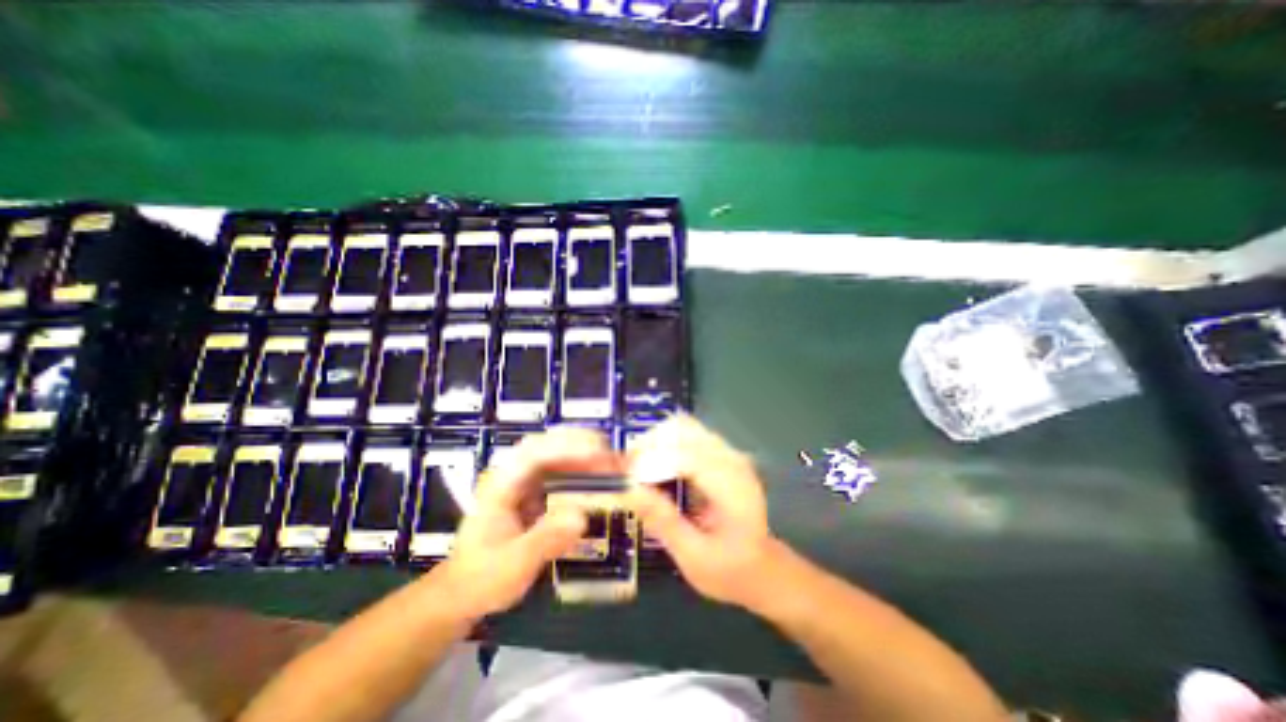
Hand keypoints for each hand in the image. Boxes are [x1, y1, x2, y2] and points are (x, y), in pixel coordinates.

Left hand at [432, 425, 616, 617]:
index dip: (567, 448)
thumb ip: (544, 540)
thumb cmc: (482, 579)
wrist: (463, 592)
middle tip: (611, 455)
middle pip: (547, 443)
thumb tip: (581, 517)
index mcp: (500, 485)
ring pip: (556, 452)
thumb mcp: (512, 566)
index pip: (534, 453)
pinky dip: (582, 468)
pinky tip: (598, 476)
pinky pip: (561, 470)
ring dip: (584, 453)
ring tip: (612, 464)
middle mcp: (512, 474)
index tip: (598, 453)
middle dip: (580, 443)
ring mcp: (523, 480)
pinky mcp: (535, 489)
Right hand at [628, 415, 778, 611]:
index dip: (652, 461)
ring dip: (654, 441)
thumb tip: (627, 488)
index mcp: (734, 487)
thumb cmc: (729, 570)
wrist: (761, 567)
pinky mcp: (720, 452)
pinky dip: (664, 443)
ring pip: (682, 426)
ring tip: (635, 469)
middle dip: (649, 444)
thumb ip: (663, 520)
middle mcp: (733, 459)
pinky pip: (686, 434)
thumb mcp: (694, 557)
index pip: (688, 456)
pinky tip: (653, 467)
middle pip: (684, 429)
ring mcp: (727, 452)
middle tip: (625, 472)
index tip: (624, 479)